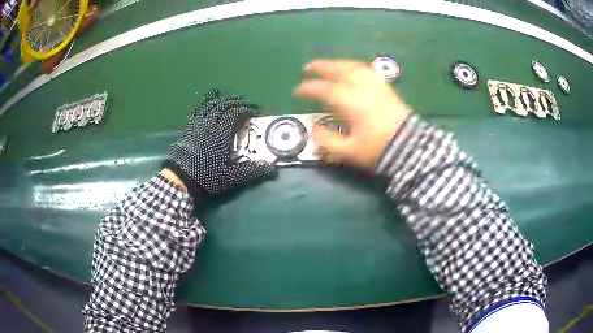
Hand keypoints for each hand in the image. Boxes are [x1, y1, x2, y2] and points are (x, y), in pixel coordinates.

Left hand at [164, 90, 275, 198]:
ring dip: (215, 99)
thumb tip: (273, 169)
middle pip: (221, 107)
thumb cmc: (207, 177)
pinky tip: (201, 105)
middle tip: (242, 100)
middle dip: (233, 102)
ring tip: (220, 94)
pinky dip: (200, 106)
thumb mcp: (232, 177)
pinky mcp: (187, 131)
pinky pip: (195, 113)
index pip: (233, 114)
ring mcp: (196, 127)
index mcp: (221, 134)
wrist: (181, 179)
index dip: (245, 109)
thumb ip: (252, 171)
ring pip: (206, 107)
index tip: (254, 109)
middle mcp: (209, 126)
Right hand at [294, 59, 411, 169]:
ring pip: (354, 67)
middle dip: (321, 67)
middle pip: (339, 70)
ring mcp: (375, 86)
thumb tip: (312, 130)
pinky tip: (353, 70)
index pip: (324, 89)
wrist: (409, 147)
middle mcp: (361, 88)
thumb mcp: (349, 151)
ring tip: (329, 65)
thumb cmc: (378, 149)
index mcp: (350, 102)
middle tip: (308, 67)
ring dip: (338, 63)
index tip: (296, 92)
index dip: (307, 89)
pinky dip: (355, 67)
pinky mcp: (385, 88)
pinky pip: (367, 71)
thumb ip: (328, 141)